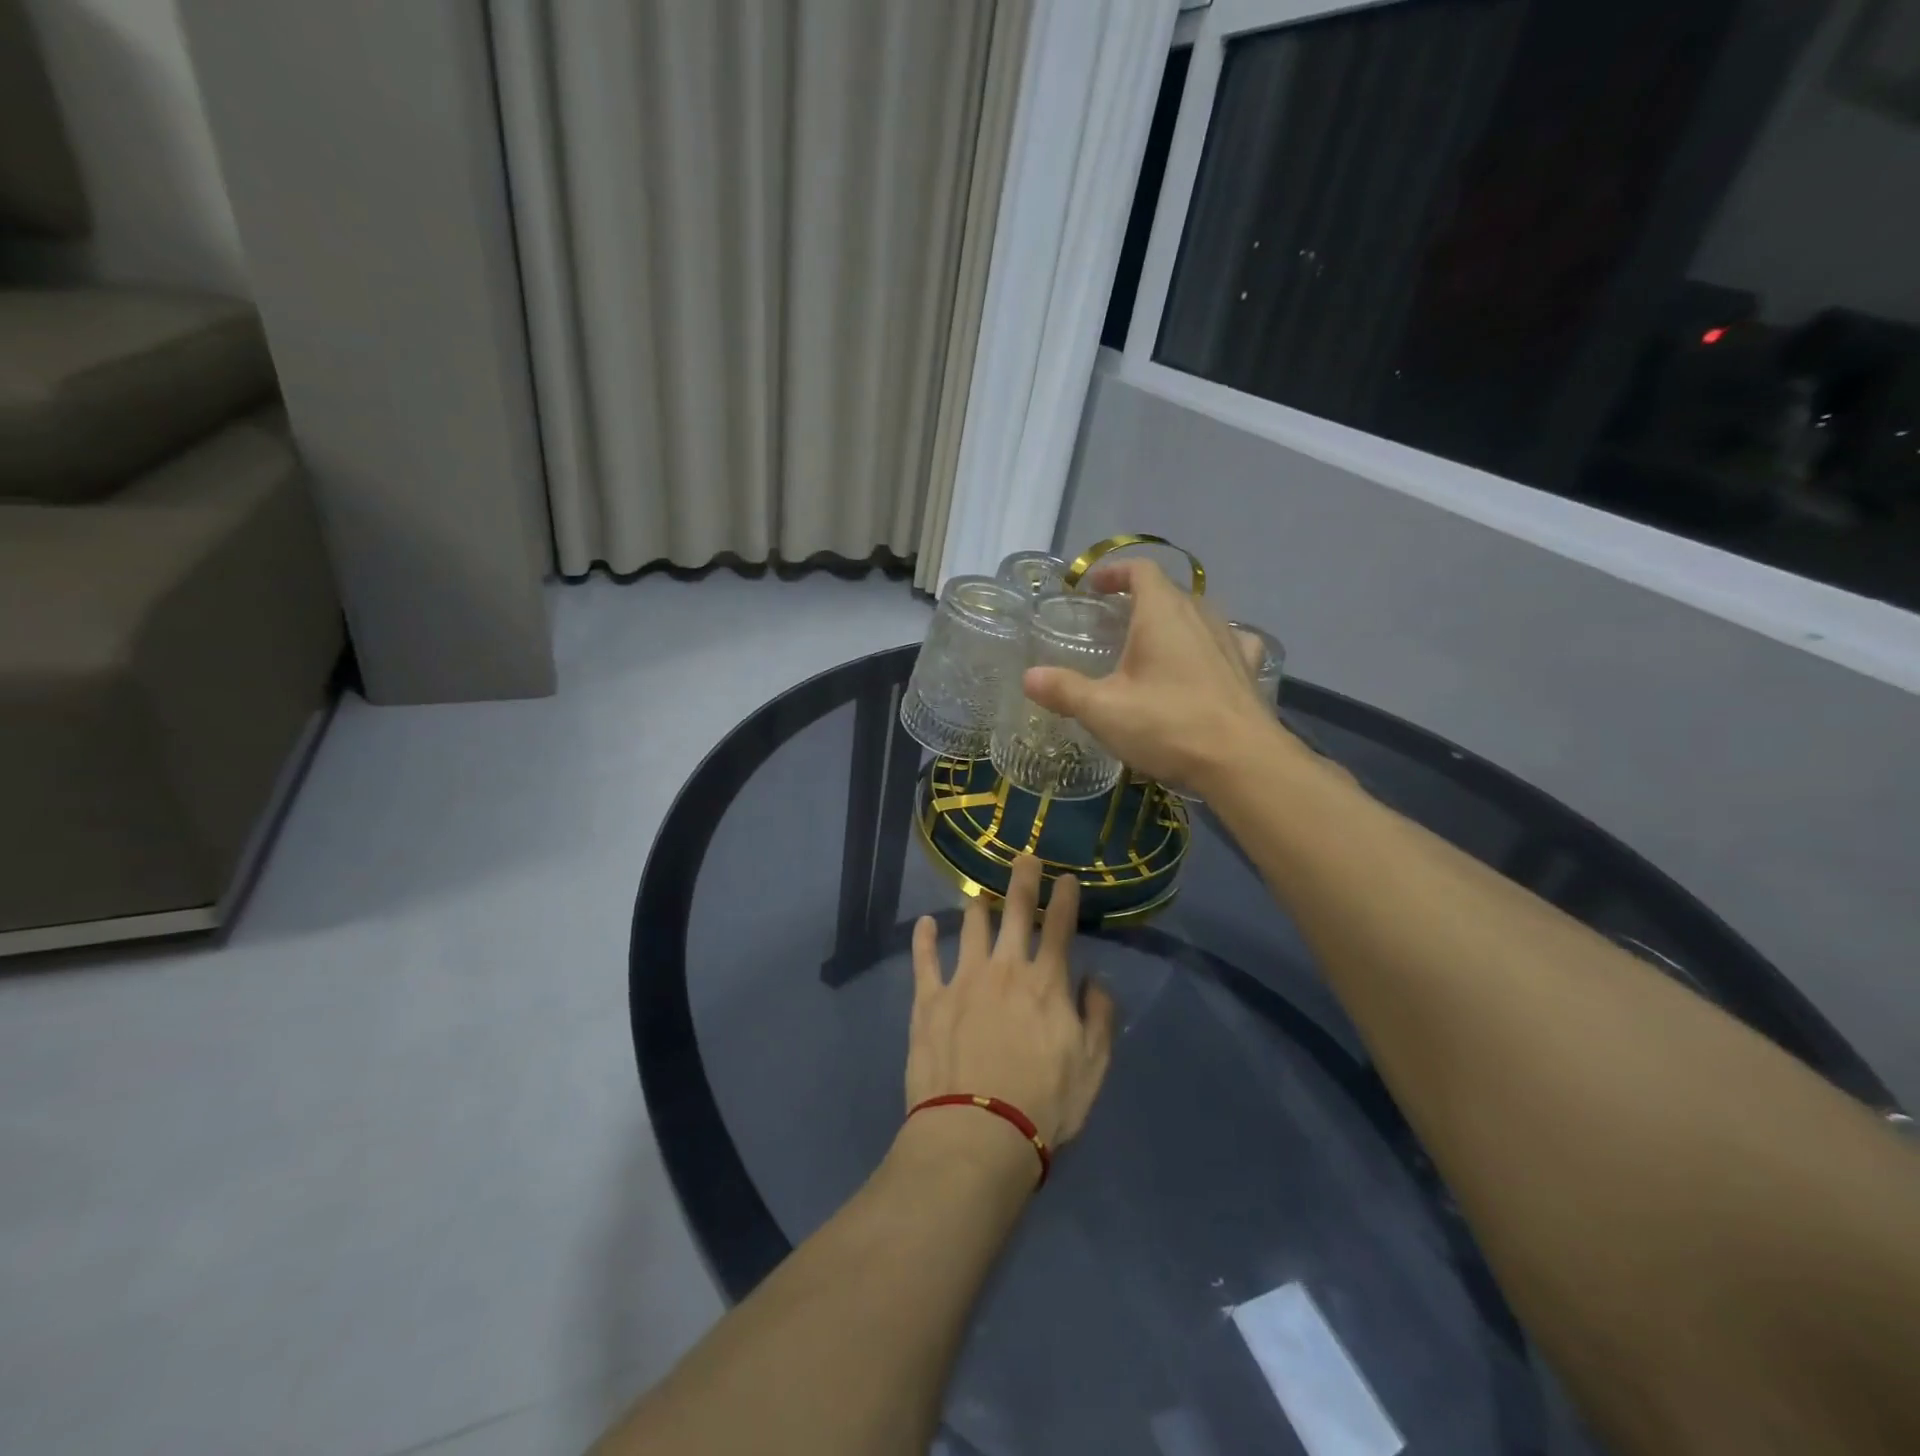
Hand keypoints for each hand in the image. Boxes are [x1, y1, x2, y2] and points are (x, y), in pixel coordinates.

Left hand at [906, 856, 1115, 1149]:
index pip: (1059, 927)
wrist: (977, 1135)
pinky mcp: (929, 999)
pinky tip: (925, 923)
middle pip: (1016, 912)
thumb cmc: (1044, 1105)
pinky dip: (924, 938)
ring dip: (977, 906)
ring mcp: (963, 979)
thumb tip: (1094, 980)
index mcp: (1046, 982)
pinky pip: (924, 958)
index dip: (1064, 898)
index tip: (1066, 877)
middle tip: (1024, 857)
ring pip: (971, 927)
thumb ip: (1100, 1017)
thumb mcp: (1093, 1067)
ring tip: (978, 894)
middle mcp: (1005, 968)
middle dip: (1023, 880)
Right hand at [1022, 558, 1296, 794]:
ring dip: (1173, 621)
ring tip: (1151, 645)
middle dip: (1139, 599)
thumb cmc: (1167, 725)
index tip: (1093, 587)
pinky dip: (1209, 645)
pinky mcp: (1248, 669)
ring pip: (1198, 615)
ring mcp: (1230, 641)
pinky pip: (1227, 642)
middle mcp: (1200, 616)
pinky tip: (1202, 664)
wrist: (1241, 761)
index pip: (1141, 570)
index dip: (1115, 572)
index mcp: (1162, 613)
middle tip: (1113, 622)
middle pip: (1169, 591)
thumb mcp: (1103, 710)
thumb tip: (1029, 677)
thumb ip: (1064, 690)